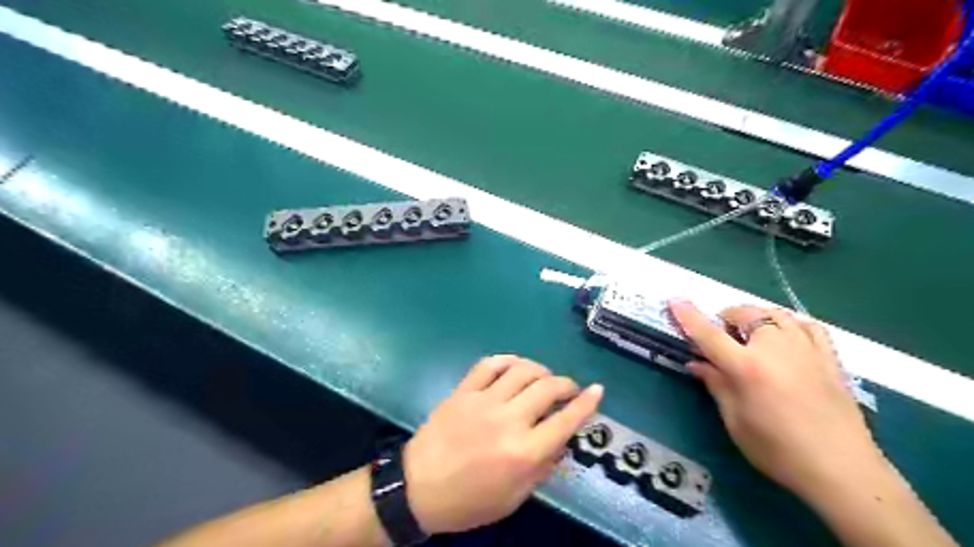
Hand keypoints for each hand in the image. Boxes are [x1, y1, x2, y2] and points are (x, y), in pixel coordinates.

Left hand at [402, 354, 601, 532]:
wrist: (417, 488)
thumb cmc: (469, 501)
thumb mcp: (514, 498)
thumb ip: (542, 468)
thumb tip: (562, 440)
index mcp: (523, 452)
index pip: (565, 420)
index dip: (587, 403)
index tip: (598, 390)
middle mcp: (508, 420)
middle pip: (547, 388)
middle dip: (567, 384)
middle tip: (569, 389)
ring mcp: (483, 401)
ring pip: (522, 370)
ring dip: (540, 370)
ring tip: (544, 378)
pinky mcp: (463, 390)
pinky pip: (489, 364)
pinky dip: (508, 360)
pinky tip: (515, 366)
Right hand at [672, 300, 883, 498]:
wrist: (843, 470)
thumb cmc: (778, 451)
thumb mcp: (735, 422)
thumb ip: (716, 385)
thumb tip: (696, 363)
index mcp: (746, 368)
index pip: (709, 334)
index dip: (689, 316)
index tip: (675, 300)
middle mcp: (775, 349)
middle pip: (745, 314)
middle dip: (726, 319)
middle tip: (721, 338)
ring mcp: (806, 349)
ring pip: (775, 314)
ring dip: (755, 318)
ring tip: (750, 335)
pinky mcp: (829, 357)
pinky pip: (807, 325)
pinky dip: (790, 324)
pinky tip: (786, 336)